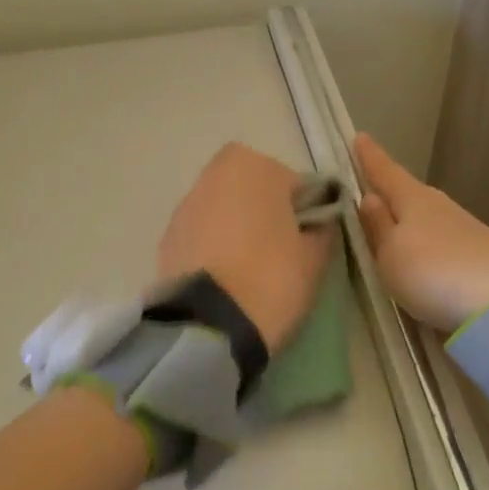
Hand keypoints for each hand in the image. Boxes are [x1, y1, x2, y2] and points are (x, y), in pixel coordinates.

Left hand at [158, 143, 334, 352]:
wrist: (209, 324)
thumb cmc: (271, 277)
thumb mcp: (316, 257)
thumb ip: (322, 229)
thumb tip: (319, 224)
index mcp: (250, 165)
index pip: (293, 182)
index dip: (305, 210)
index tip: (309, 239)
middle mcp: (211, 175)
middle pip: (251, 191)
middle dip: (266, 214)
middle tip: (282, 251)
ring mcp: (183, 207)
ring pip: (223, 212)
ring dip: (236, 230)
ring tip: (252, 271)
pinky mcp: (165, 240)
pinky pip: (201, 237)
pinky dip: (213, 250)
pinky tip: (226, 281)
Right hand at [354, 133, 488, 331]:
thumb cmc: (434, 271)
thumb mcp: (391, 254)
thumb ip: (378, 227)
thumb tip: (368, 197)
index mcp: (411, 198)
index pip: (384, 171)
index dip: (370, 157)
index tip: (360, 136)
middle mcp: (437, 206)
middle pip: (405, 192)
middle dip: (387, 188)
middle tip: (366, 183)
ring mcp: (461, 230)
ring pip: (422, 216)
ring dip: (405, 218)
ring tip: (386, 223)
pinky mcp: (476, 255)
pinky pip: (436, 240)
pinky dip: (422, 242)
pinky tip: (415, 253)